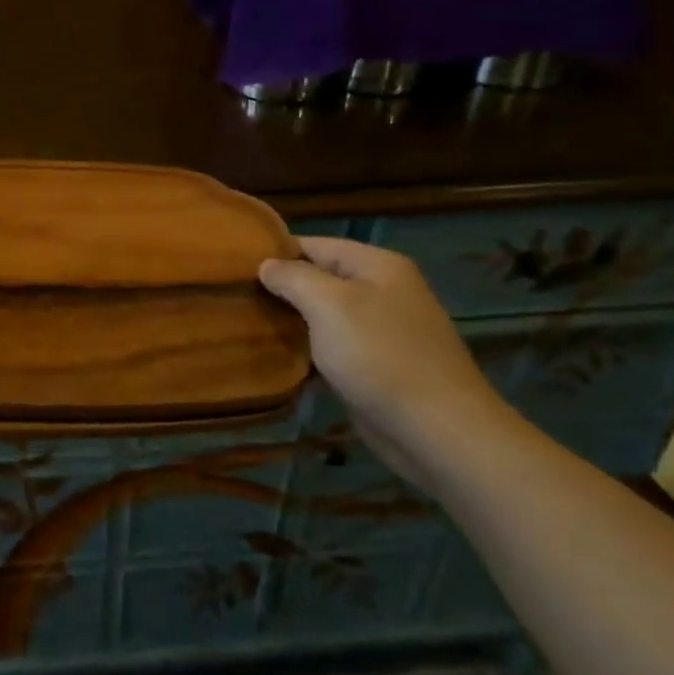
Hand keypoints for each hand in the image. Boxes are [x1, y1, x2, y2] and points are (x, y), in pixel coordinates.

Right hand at [259, 237, 512, 484]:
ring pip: (323, 314)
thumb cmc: (379, 355)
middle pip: (319, 278)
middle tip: (237, 299)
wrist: (438, 430)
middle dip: (280, 289)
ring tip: (248, 325)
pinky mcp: (378, 364)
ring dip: (291, 321)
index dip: (275, 253)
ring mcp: (382, 329)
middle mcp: (382, 290)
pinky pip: (333, 346)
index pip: (314, 244)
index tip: (235, 269)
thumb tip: (266, 265)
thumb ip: (292, 277)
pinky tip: (278, 357)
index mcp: (377, 265)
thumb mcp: (328, 304)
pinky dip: (308, 349)